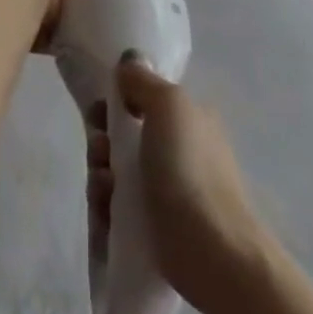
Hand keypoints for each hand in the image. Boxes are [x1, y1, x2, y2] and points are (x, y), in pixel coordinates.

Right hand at [87, 56, 268, 313]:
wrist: (213, 251)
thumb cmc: (189, 168)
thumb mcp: (168, 105)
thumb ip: (144, 81)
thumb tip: (129, 62)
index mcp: (190, 119)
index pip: (145, 101)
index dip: (117, 103)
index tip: (99, 114)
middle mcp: (182, 151)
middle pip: (127, 138)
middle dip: (104, 144)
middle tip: (100, 153)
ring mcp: (171, 193)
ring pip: (120, 175)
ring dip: (102, 177)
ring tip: (105, 189)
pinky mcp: (158, 231)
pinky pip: (121, 211)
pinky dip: (108, 209)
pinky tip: (107, 215)